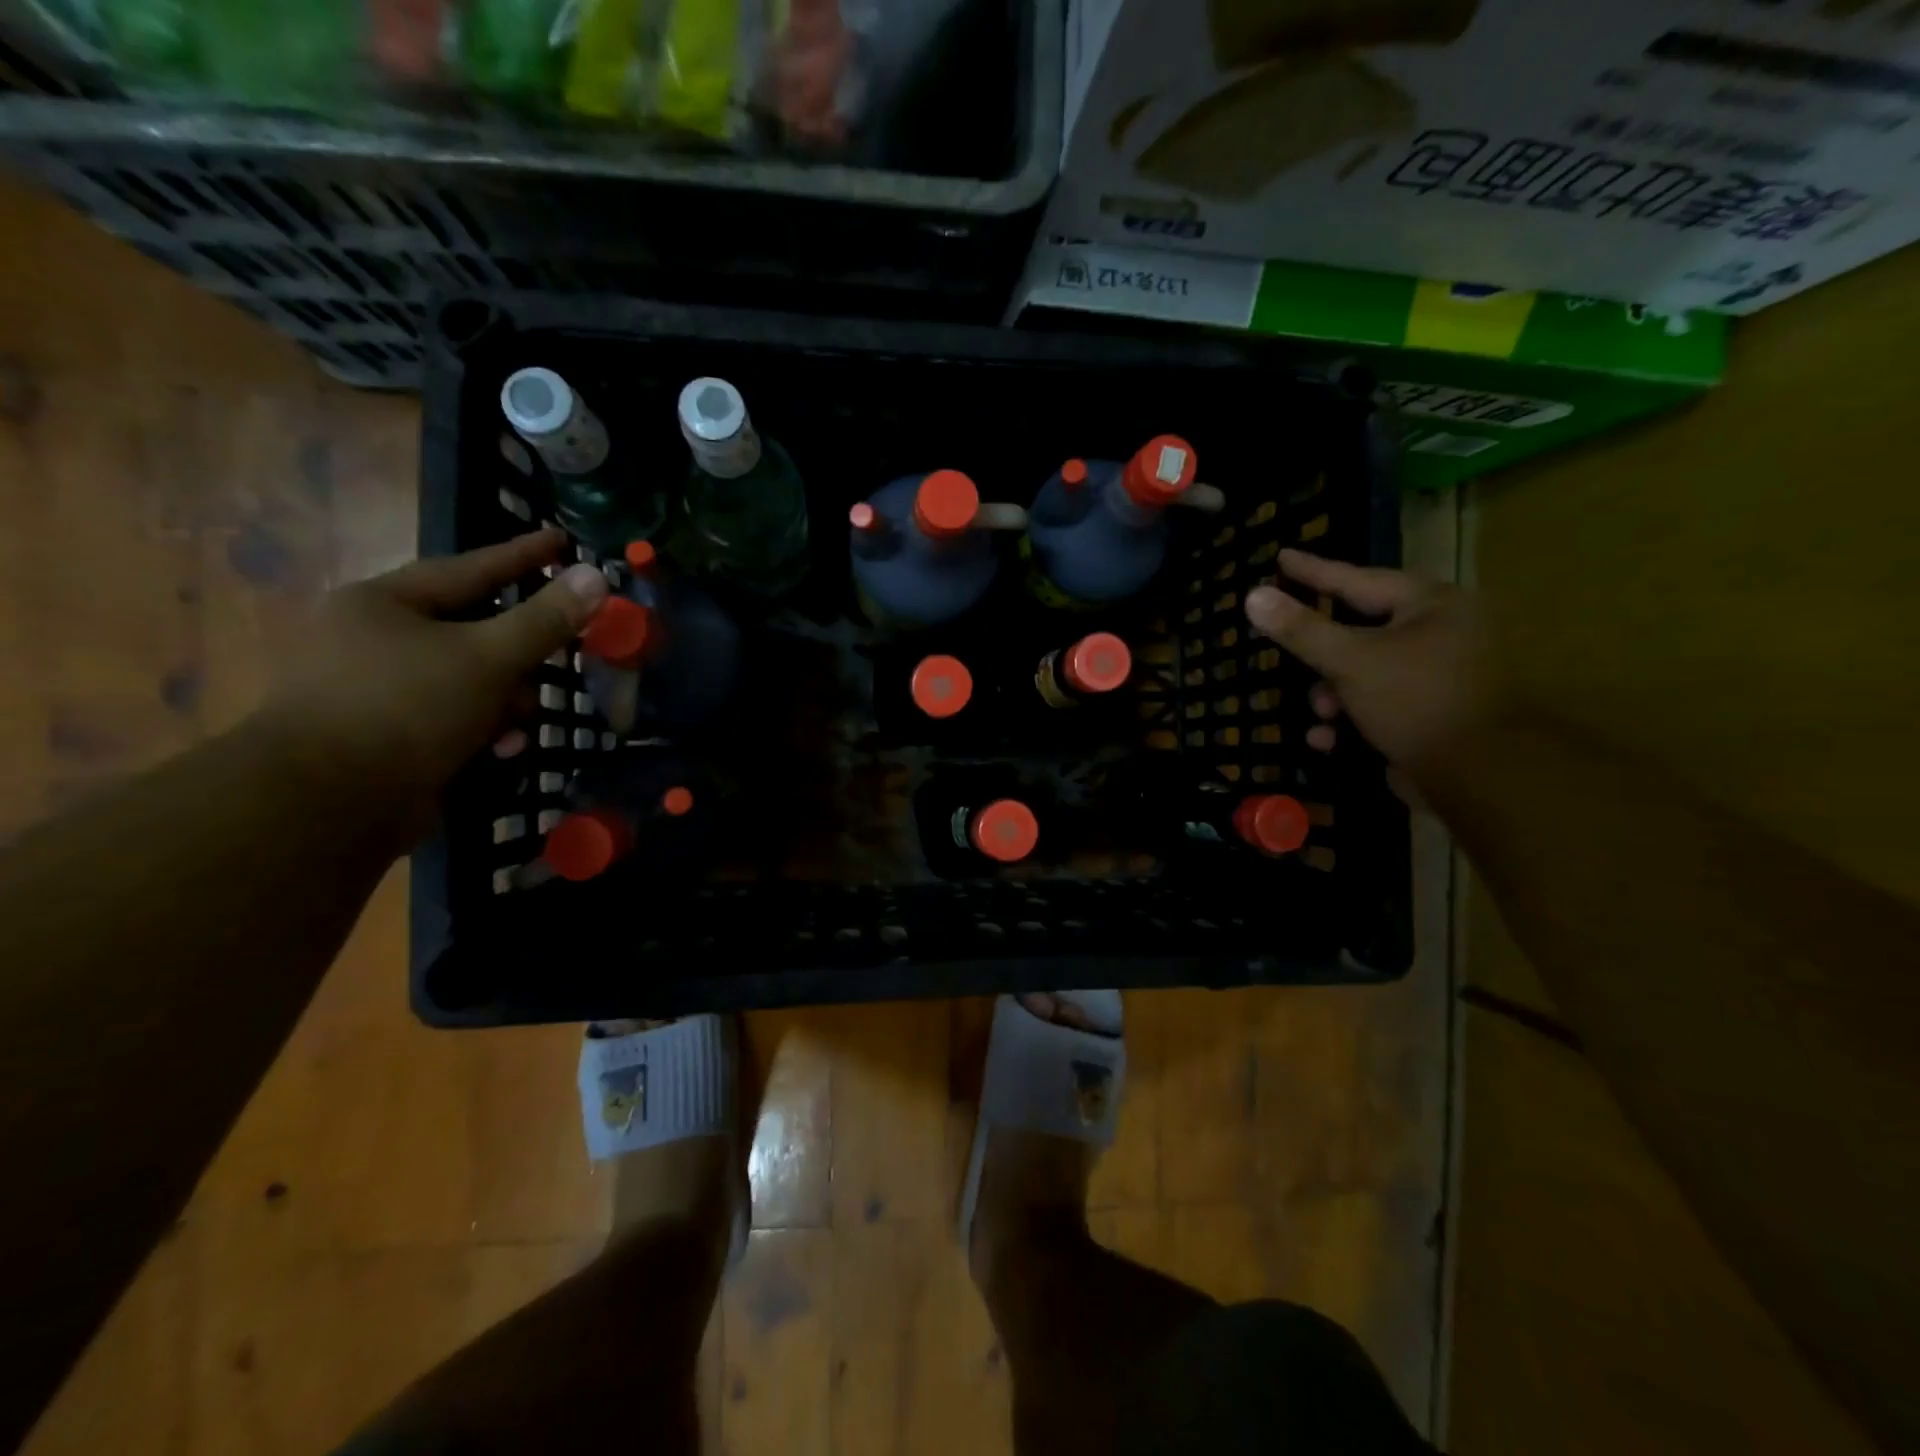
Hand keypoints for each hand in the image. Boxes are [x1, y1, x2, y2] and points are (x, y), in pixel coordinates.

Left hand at [258, 528, 608, 827]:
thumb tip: (597, 576)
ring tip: (517, 726)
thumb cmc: (405, 709)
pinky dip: (482, 730)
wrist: (326, 805)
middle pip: (475, 630)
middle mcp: (375, 639)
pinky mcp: (387, 735)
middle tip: (558, 660)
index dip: (524, 555)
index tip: (564, 539)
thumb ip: (546, 620)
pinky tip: (498, 750)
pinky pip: (454, 717)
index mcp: (384, 603)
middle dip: (519, 656)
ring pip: (470, 679)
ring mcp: (378, 689)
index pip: (471, 568)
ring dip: (505, 702)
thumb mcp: (487, 658)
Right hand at [1244, 550, 1495, 787]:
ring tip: (1322, 713)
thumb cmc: (1415, 700)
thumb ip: (1300, 629)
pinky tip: (1329, 739)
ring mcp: (1439, 674)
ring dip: (1332, 694)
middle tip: (1288, 647)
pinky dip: (1351, 718)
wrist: (1477, 774)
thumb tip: (1253, 596)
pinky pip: (1378, 703)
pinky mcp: (1432, 712)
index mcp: (1431, 605)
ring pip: (1364, 671)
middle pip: (1360, 629)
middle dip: (1321, 654)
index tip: (1281, 558)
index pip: (1358, 579)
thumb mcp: (1349, 660)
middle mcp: (1441, 631)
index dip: (1314, 571)